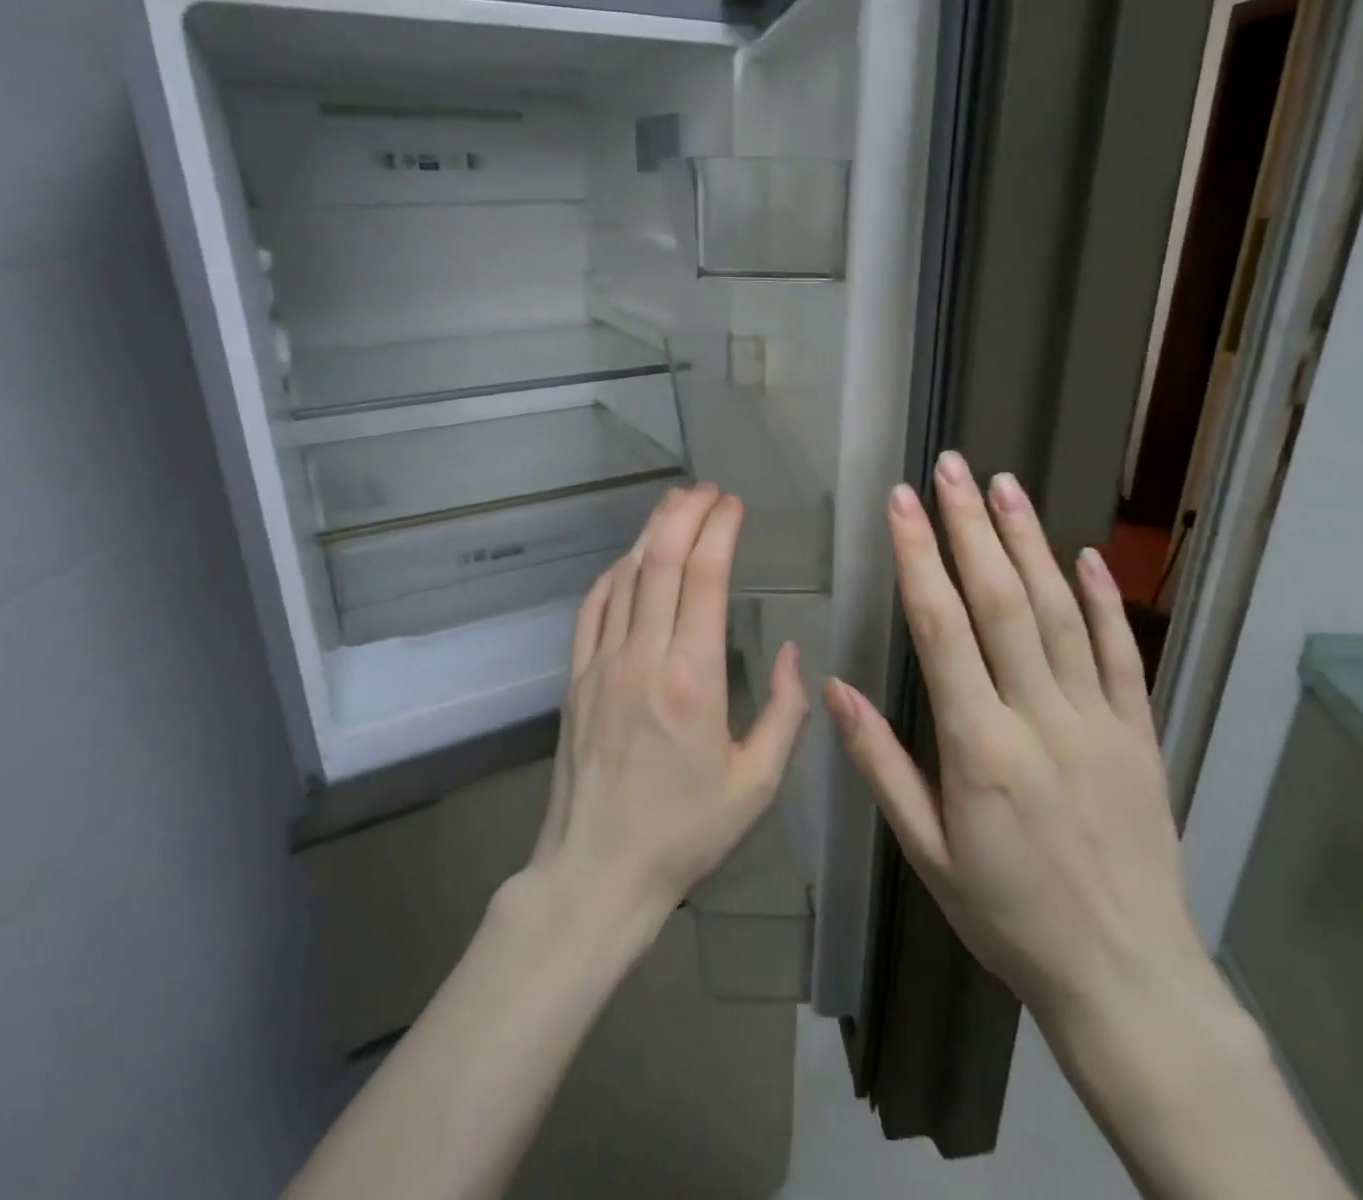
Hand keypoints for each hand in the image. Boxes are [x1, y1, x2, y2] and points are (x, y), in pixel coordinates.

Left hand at [529, 484, 809, 927]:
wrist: (596, 873)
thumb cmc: (684, 833)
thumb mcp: (756, 783)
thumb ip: (784, 712)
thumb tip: (788, 652)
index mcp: (693, 678)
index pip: (705, 577)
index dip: (719, 529)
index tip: (733, 504)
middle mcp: (643, 657)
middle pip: (662, 561)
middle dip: (685, 513)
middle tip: (707, 491)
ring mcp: (601, 664)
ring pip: (626, 576)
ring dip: (651, 533)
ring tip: (674, 505)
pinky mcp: (574, 678)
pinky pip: (592, 608)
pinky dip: (614, 573)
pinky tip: (630, 559)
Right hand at [824, 451, 1219, 1045]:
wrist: (1125, 977)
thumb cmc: (1007, 916)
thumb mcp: (926, 854)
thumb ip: (881, 765)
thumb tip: (834, 689)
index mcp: (979, 749)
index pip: (942, 630)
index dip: (919, 558)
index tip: (902, 503)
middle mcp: (1040, 719)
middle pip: (1002, 602)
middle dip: (971, 527)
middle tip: (951, 468)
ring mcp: (1098, 722)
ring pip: (1058, 613)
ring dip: (1029, 542)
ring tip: (1005, 484)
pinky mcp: (1139, 734)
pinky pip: (1120, 654)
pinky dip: (1102, 600)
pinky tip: (1083, 554)